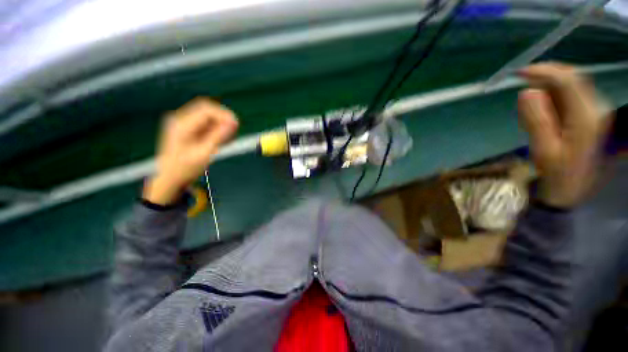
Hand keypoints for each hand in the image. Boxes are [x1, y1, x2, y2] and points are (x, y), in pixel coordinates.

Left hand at [144, 99, 238, 204]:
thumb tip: (234, 123)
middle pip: (205, 109)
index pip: (206, 109)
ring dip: (219, 123)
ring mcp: (181, 123)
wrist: (169, 178)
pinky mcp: (185, 128)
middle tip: (234, 129)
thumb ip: (219, 137)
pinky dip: (214, 127)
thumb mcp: (204, 153)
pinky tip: (220, 137)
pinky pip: (203, 122)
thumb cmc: (185, 168)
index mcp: (181, 125)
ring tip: (228, 136)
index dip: (224, 115)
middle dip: (222, 117)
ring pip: (205, 115)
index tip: (236, 124)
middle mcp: (179, 119)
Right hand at [518, 63, 607, 207]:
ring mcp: (595, 111)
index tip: (519, 72)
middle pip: (573, 79)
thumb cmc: (557, 173)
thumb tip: (526, 92)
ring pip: (571, 87)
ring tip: (532, 107)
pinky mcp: (590, 116)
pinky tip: (543, 111)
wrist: (571, 190)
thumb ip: (536, 120)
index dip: (544, 71)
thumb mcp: (543, 149)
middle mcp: (596, 109)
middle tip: (522, 82)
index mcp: (587, 117)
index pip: (568, 81)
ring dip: (549, 89)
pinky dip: (554, 97)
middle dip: (547, 76)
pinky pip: (571, 96)